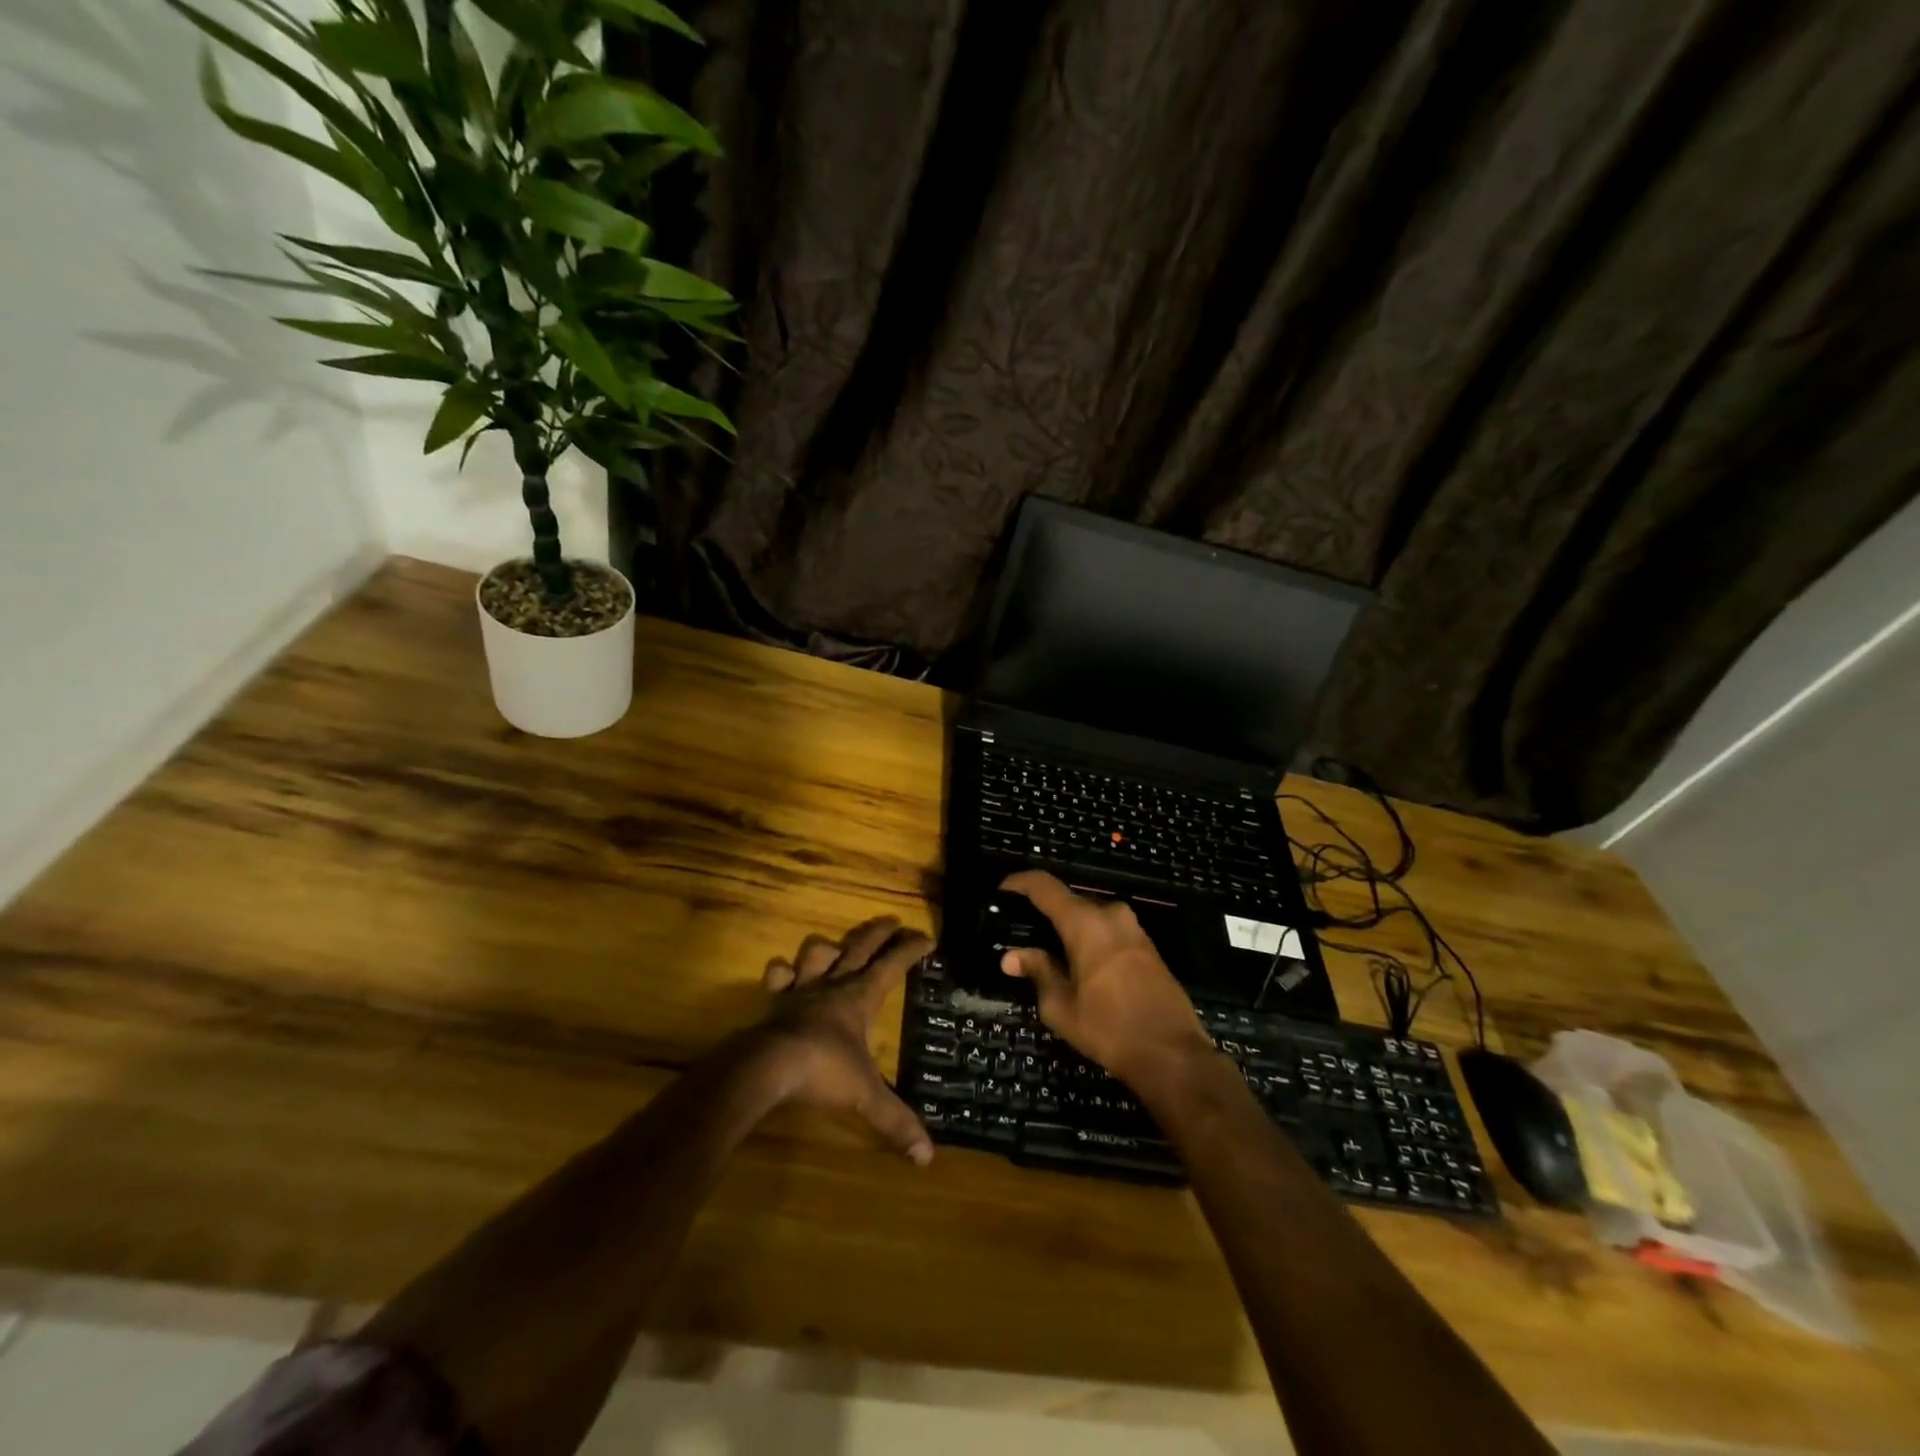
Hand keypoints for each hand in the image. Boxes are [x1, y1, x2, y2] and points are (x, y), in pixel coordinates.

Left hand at [750, 915, 934, 1165]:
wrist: (769, 1067)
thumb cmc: (824, 1071)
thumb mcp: (866, 1097)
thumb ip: (895, 1121)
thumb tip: (927, 1157)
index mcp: (861, 997)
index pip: (893, 965)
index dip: (911, 950)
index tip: (928, 937)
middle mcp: (834, 985)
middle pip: (860, 947)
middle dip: (879, 932)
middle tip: (893, 921)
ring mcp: (802, 990)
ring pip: (817, 952)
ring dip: (829, 947)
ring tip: (836, 947)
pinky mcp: (776, 1001)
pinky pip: (778, 977)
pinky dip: (781, 973)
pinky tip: (783, 974)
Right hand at [998, 871, 1214, 1092]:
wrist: (1172, 1054)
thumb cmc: (1108, 1028)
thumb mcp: (1061, 1006)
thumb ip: (1037, 971)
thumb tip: (1011, 956)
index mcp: (1086, 923)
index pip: (1045, 886)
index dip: (1019, 883)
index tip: (1002, 890)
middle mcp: (1111, 915)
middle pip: (1069, 902)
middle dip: (1044, 913)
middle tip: (1022, 933)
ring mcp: (1134, 929)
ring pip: (1091, 917)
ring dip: (1069, 929)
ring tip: (1047, 952)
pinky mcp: (1148, 946)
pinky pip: (1109, 931)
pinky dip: (1089, 939)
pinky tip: (1078, 964)